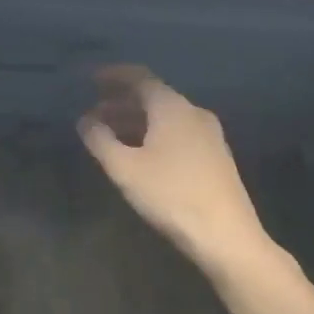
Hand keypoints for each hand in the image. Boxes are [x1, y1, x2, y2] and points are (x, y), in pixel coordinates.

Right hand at [79, 66, 269, 273]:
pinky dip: (154, 134)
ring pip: (165, 116)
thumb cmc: (171, 195)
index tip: (91, 80)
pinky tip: (140, 154)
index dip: (113, 76)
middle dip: (121, 102)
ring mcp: (209, 135)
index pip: (139, 77)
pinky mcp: (216, 157)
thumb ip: (100, 139)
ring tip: (110, 136)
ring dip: (136, 120)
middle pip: (152, 97)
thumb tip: (85, 121)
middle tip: (94, 114)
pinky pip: (178, 132)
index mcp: (172, 107)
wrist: (227, 236)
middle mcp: (193, 112)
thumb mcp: (125, 168)